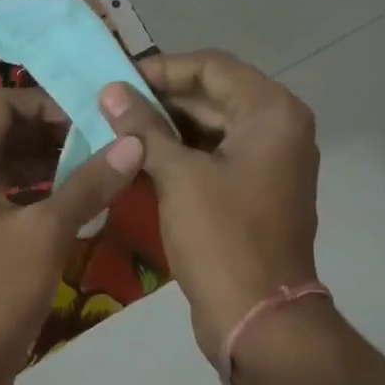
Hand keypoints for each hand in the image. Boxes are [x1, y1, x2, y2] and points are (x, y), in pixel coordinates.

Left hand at [0, 88, 143, 384]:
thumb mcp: (47, 232)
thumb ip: (89, 183)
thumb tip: (133, 142)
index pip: (1, 102)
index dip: (46, 103)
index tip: (91, 119)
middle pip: (4, 131)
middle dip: (53, 133)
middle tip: (103, 144)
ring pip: (6, 166)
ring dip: (49, 164)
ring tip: (99, 171)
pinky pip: (4, 197)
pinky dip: (38, 194)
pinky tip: (77, 207)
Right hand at [97, 50, 320, 367]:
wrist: (257, 318)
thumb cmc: (222, 237)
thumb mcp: (178, 175)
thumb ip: (143, 127)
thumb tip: (110, 90)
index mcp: (272, 113)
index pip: (212, 67)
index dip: (161, 69)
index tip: (117, 79)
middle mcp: (278, 128)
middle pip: (212, 95)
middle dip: (159, 99)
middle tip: (107, 104)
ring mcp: (267, 161)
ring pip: (209, 126)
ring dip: (164, 126)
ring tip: (114, 128)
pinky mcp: (252, 190)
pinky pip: (212, 155)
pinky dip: (177, 153)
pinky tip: (136, 158)